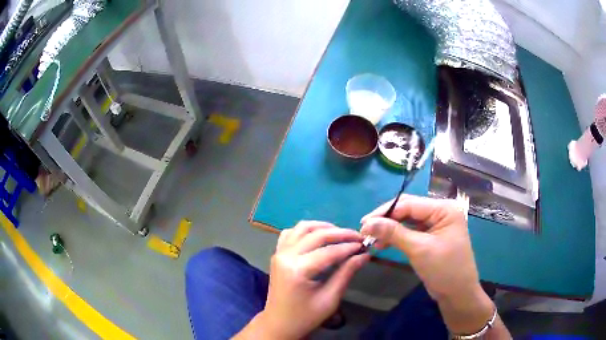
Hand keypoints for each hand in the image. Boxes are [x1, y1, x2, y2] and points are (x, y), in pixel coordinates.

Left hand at [256, 221, 369, 338]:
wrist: (279, 323)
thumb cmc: (305, 316)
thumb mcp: (330, 299)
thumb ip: (346, 274)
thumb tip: (364, 255)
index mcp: (298, 270)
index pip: (329, 251)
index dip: (349, 246)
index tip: (365, 245)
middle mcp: (286, 256)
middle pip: (316, 235)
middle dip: (340, 233)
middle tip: (358, 237)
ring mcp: (279, 253)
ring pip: (302, 228)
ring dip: (323, 227)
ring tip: (340, 234)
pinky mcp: (277, 254)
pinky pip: (291, 233)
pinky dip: (306, 230)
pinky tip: (318, 237)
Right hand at [360, 195, 494, 334]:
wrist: (457, 294)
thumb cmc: (444, 269)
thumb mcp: (419, 249)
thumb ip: (394, 233)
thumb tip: (367, 223)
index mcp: (444, 208)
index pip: (410, 204)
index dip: (385, 212)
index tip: (363, 223)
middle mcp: (440, 212)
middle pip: (408, 210)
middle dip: (386, 220)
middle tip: (365, 230)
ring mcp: (436, 225)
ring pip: (407, 221)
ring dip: (389, 229)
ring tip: (371, 239)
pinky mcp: (430, 237)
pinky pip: (410, 232)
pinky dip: (396, 237)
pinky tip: (383, 243)